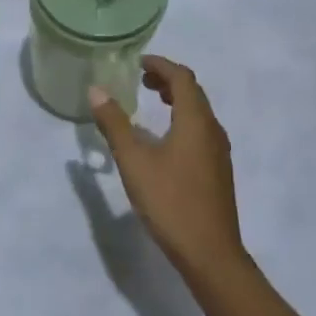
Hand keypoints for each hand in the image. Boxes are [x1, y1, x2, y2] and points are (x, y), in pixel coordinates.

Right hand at [85, 56, 243, 281]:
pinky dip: (182, 119)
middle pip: (193, 92)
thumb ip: (114, 124)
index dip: (161, 65)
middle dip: (167, 80)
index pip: (182, 78)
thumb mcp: (133, 161)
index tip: (138, 62)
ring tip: (151, 102)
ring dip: (176, 100)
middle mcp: (212, 130)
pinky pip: (201, 130)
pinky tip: (164, 138)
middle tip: (140, 79)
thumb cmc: (170, 201)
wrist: (210, 253)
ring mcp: (219, 152)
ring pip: (199, 112)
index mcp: (195, 121)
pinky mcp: (218, 171)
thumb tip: (96, 90)